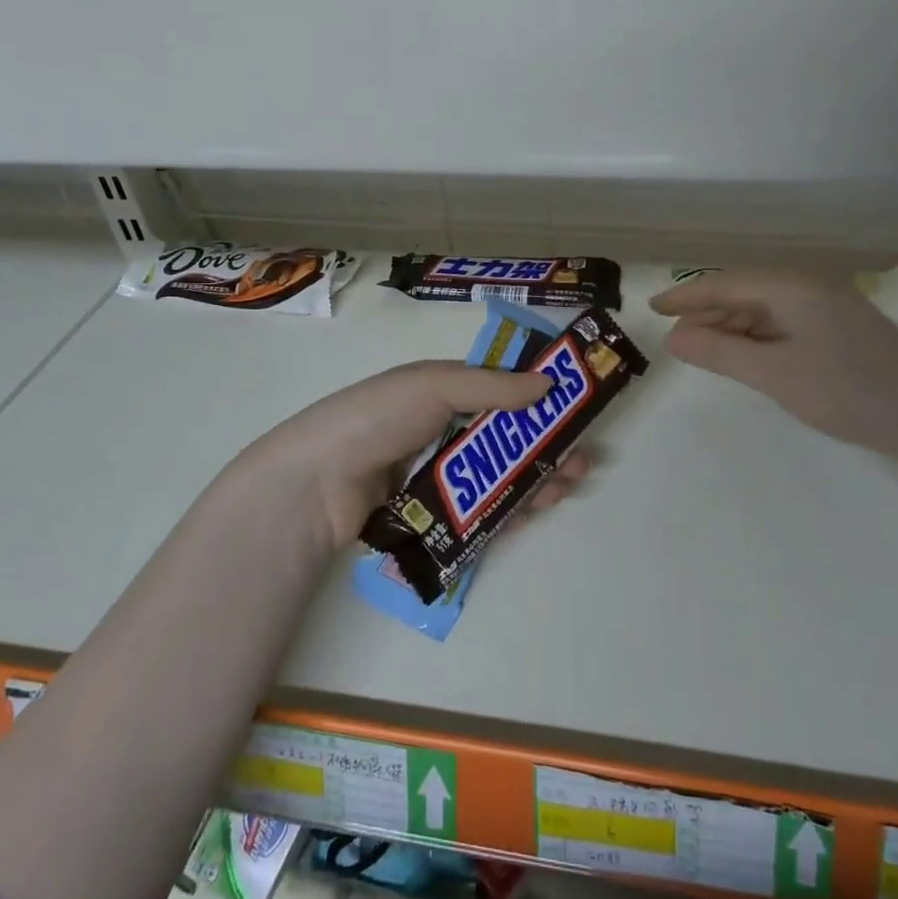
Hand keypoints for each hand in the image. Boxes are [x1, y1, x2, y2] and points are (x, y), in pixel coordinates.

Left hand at [235, 361, 590, 549]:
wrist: (316, 485)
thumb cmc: (376, 419)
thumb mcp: (433, 385)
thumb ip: (491, 385)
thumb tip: (549, 381)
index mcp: (441, 391)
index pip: (500, 390)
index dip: (538, 399)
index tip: (574, 409)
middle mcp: (441, 431)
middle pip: (506, 439)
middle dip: (546, 446)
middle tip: (581, 459)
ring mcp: (436, 476)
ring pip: (498, 477)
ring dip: (536, 478)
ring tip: (568, 484)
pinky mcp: (432, 516)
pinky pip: (480, 511)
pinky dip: (511, 509)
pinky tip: (538, 509)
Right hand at [649, 269, 897, 460]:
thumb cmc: (848, 393)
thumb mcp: (775, 375)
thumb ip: (720, 353)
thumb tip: (674, 338)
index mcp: (792, 287)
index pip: (725, 284)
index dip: (686, 296)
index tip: (652, 309)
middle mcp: (809, 286)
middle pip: (745, 291)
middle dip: (707, 311)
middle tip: (674, 337)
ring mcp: (829, 305)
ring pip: (765, 307)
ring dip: (731, 325)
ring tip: (700, 347)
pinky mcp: (840, 326)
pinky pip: (784, 320)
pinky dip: (757, 335)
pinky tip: (744, 353)